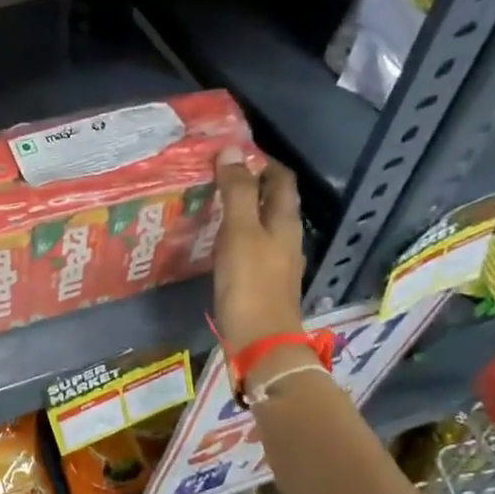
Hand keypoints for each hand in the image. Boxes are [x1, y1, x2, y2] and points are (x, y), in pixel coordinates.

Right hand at [213, 146, 306, 346]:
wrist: (260, 343)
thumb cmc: (251, 285)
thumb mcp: (240, 233)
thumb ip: (237, 193)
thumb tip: (231, 150)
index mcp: (284, 222)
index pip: (281, 180)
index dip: (262, 162)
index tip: (233, 153)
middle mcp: (285, 239)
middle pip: (272, 202)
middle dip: (249, 185)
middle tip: (215, 176)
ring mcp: (275, 263)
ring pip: (260, 226)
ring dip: (240, 212)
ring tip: (209, 205)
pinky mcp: (261, 283)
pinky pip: (249, 249)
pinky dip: (234, 237)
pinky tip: (213, 243)